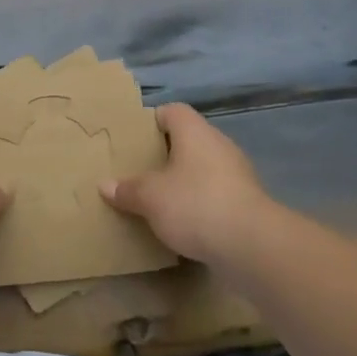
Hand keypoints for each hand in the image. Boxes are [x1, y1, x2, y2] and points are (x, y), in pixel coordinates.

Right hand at [101, 103, 280, 269]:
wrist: (251, 244)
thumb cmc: (195, 204)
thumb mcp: (150, 198)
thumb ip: (127, 189)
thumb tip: (105, 185)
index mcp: (195, 132)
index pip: (172, 111)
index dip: (151, 121)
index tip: (133, 139)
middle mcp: (219, 145)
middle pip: (187, 140)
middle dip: (164, 154)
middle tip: (139, 170)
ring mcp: (237, 173)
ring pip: (202, 168)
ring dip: (183, 180)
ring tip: (157, 198)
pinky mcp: (246, 201)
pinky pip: (215, 193)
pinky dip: (199, 202)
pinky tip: (183, 221)